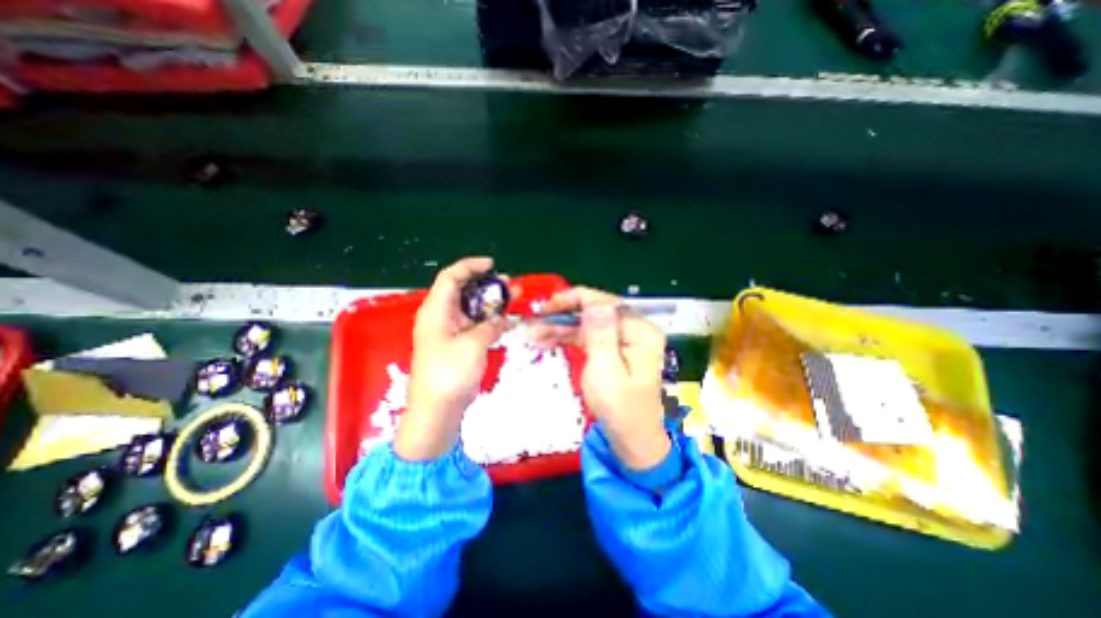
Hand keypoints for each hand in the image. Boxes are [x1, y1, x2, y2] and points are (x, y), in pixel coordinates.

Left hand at [397, 253, 511, 461]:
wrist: (436, 412)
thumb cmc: (449, 375)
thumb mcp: (473, 345)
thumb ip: (489, 326)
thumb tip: (501, 319)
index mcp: (436, 311)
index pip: (451, 277)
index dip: (470, 267)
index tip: (492, 265)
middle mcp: (441, 317)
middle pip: (463, 291)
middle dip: (487, 285)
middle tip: (510, 284)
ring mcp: (450, 332)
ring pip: (472, 308)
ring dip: (492, 303)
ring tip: (514, 297)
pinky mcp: (458, 345)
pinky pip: (475, 325)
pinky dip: (490, 321)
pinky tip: (508, 321)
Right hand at [530, 288, 665, 470]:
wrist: (631, 439)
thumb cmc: (620, 409)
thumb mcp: (606, 370)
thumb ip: (600, 334)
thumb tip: (594, 302)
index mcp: (640, 331)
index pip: (604, 303)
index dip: (574, 300)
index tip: (547, 307)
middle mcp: (635, 329)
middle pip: (595, 311)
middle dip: (565, 314)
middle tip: (537, 320)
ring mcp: (625, 339)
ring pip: (589, 324)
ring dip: (562, 327)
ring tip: (536, 333)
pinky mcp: (614, 349)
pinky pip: (589, 336)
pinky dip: (569, 337)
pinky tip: (548, 339)